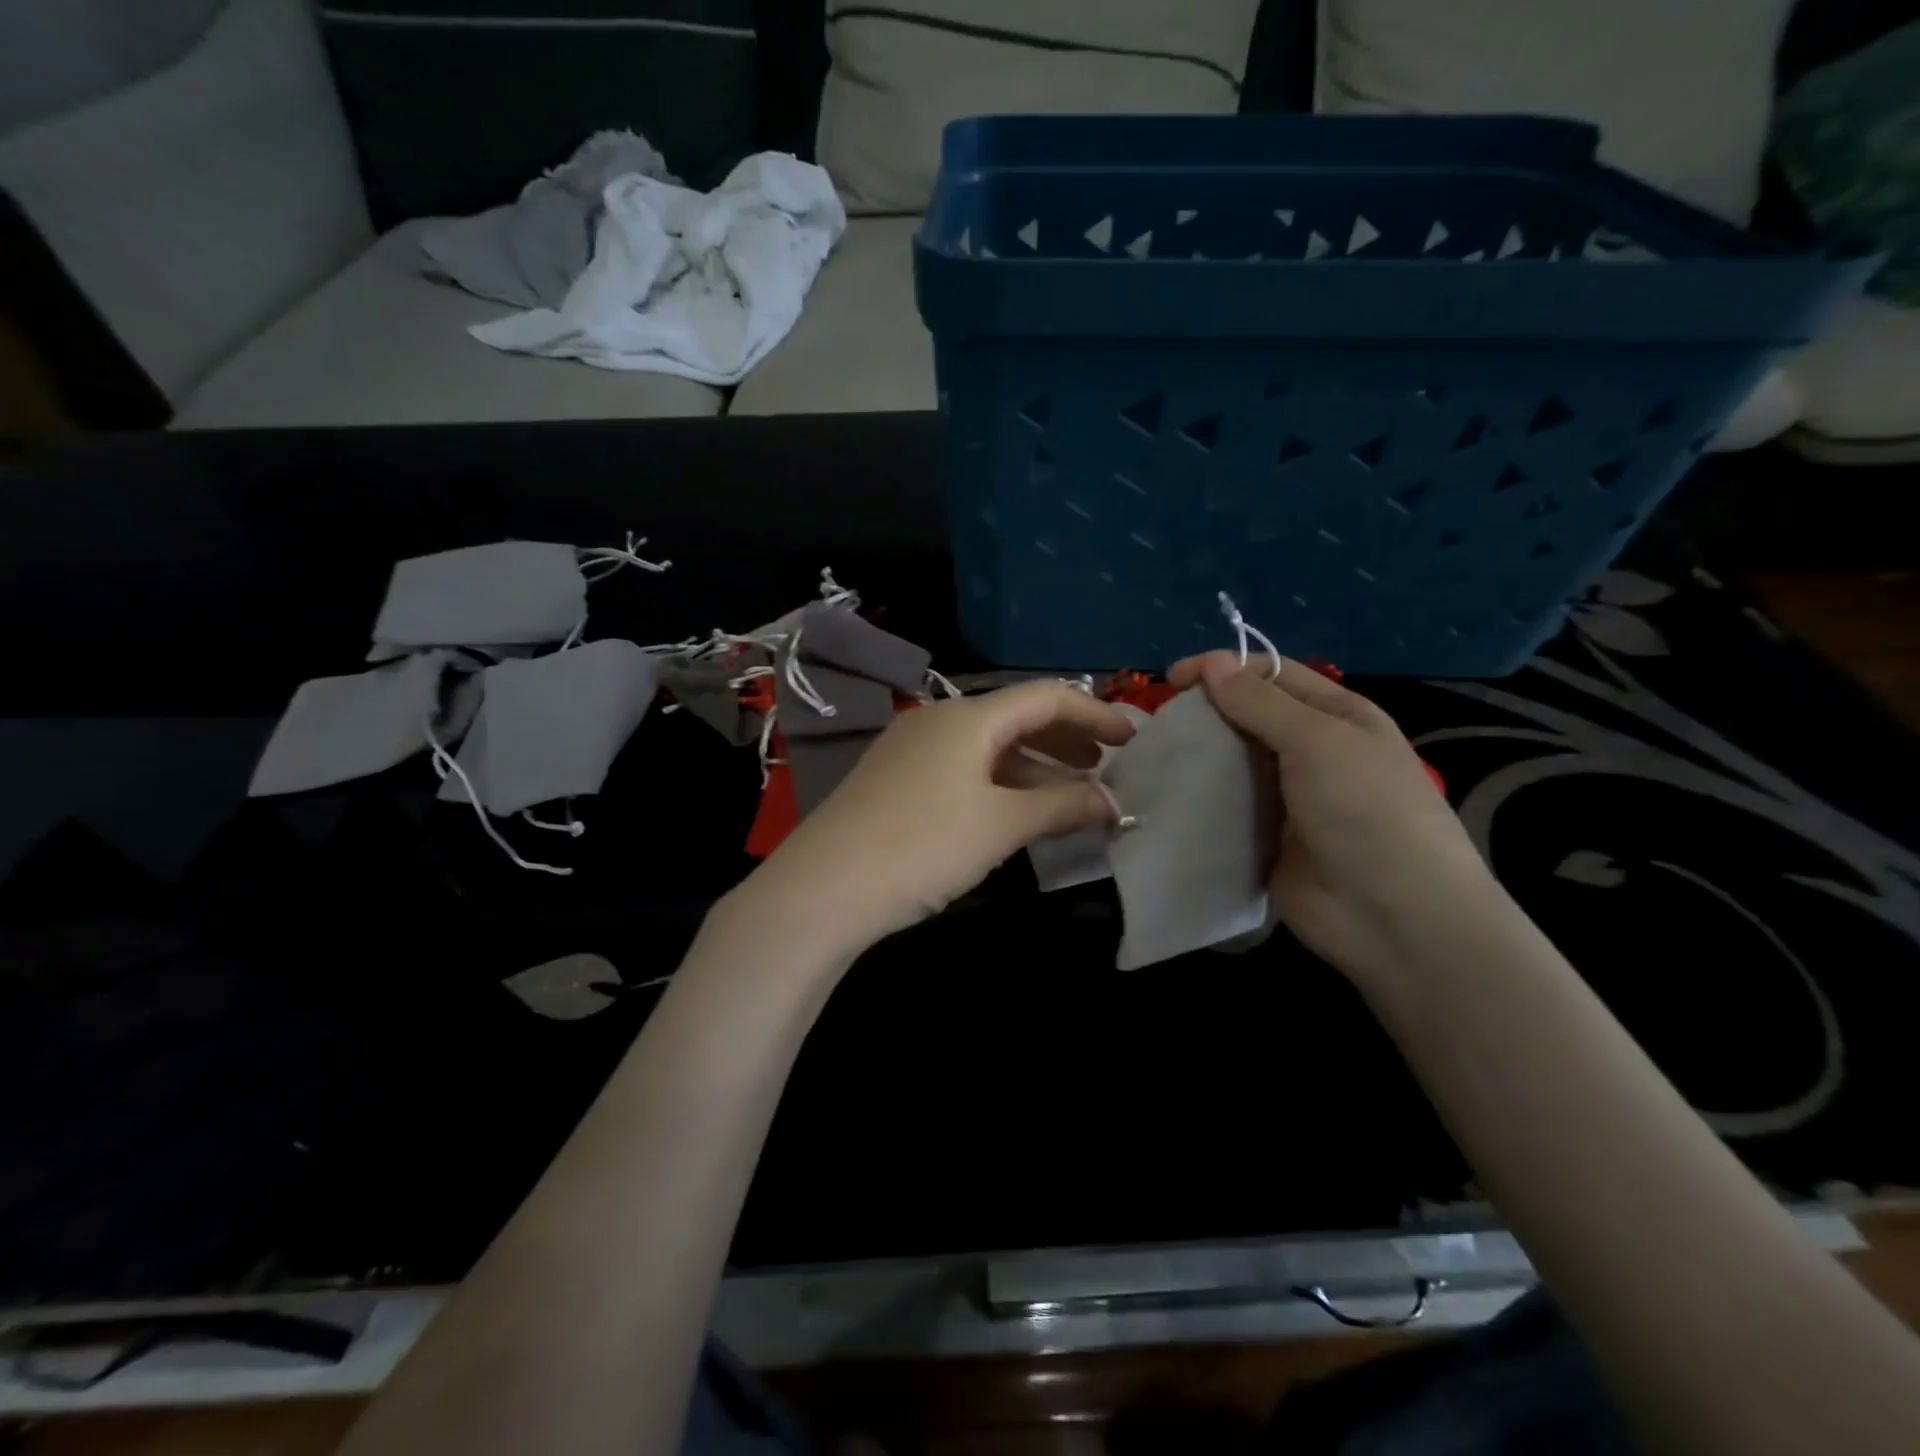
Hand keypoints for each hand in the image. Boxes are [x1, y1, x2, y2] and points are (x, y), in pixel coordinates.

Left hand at [744, 681, 1137, 954]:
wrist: (822, 889)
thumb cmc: (922, 845)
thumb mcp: (1001, 825)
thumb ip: (1063, 807)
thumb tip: (1113, 803)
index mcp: (968, 717)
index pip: (1046, 697)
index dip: (1095, 714)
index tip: (1132, 740)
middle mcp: (939, 721)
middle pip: (1017, 719)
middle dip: (1067, 741)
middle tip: (1106, 768)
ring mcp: (913, 751)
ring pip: (990, 749)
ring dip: (1036, 768)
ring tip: (1072, 797)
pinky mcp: (897, 782)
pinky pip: (964, 772)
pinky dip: (1001, 786)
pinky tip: (1018, 813)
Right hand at [1167, 651, 1501, 981]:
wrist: (1394, 917)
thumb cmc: (1366, 811)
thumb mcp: (1318, 741)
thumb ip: (1260, 703)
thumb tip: (1211, 662)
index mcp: (1336, 716)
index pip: (1272, 675)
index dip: (1223, 669)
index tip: (1172, 681)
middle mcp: (1311, 751)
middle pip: (1246, 718)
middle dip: (1204, 714)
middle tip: (1158, 726)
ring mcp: (1286, 798)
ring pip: (1231, 764)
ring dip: (1196, 758)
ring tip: (1153, 760)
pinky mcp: (1264, 838)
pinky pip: (1225, 809)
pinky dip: (1198, 801)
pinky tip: (1165, 798)